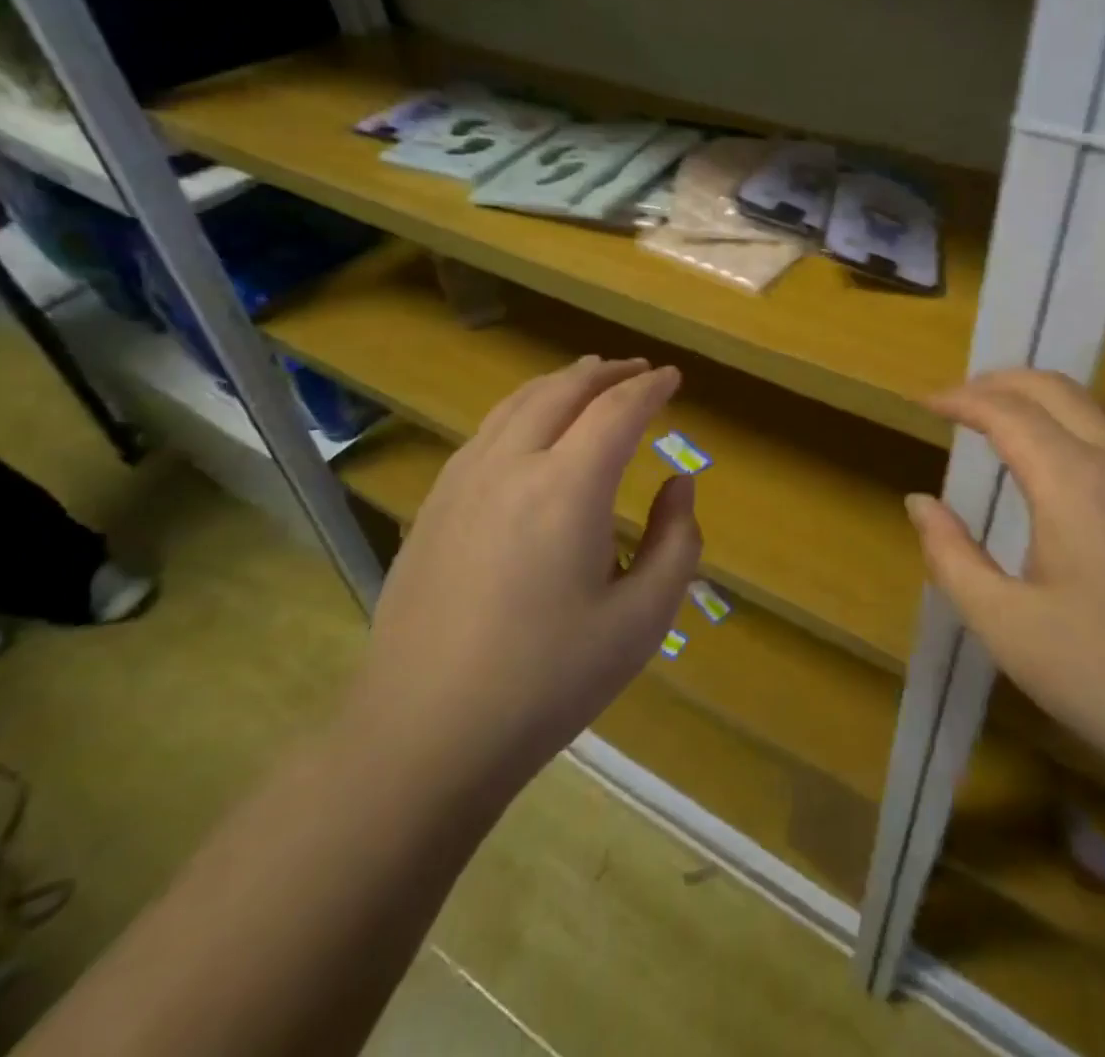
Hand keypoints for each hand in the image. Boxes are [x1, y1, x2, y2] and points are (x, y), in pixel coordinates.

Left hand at [350, 357, 702, 791]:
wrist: (425, 733)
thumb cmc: (548, 681)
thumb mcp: (642, 620)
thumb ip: (677, 542)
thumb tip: (679, 484)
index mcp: (567, 488)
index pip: (617, 411)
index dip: (650, 388)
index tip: (673, 378)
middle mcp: (511, 465)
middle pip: (563, 391)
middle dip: (607, 374)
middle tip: (637, 371)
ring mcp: (462, 481)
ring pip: (517, 404)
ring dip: (560, 384)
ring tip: (588, 381)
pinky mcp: (433, 505)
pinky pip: (485, 433)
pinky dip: (522, 410)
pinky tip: (529, 430)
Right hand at [906, 369, 1104, 809]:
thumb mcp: (1009, 629)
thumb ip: (952, 558)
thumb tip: (920, 503)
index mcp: (1074, 483)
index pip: (1008, 412)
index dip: (961, 399)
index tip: (925, 404)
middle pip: (1057, 390)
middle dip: (1001, 382)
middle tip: (959, 399)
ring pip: (1097, 410)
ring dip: (1043, 401)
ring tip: (1004, 423)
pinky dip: (1077, 427)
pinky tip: (1067, 471)